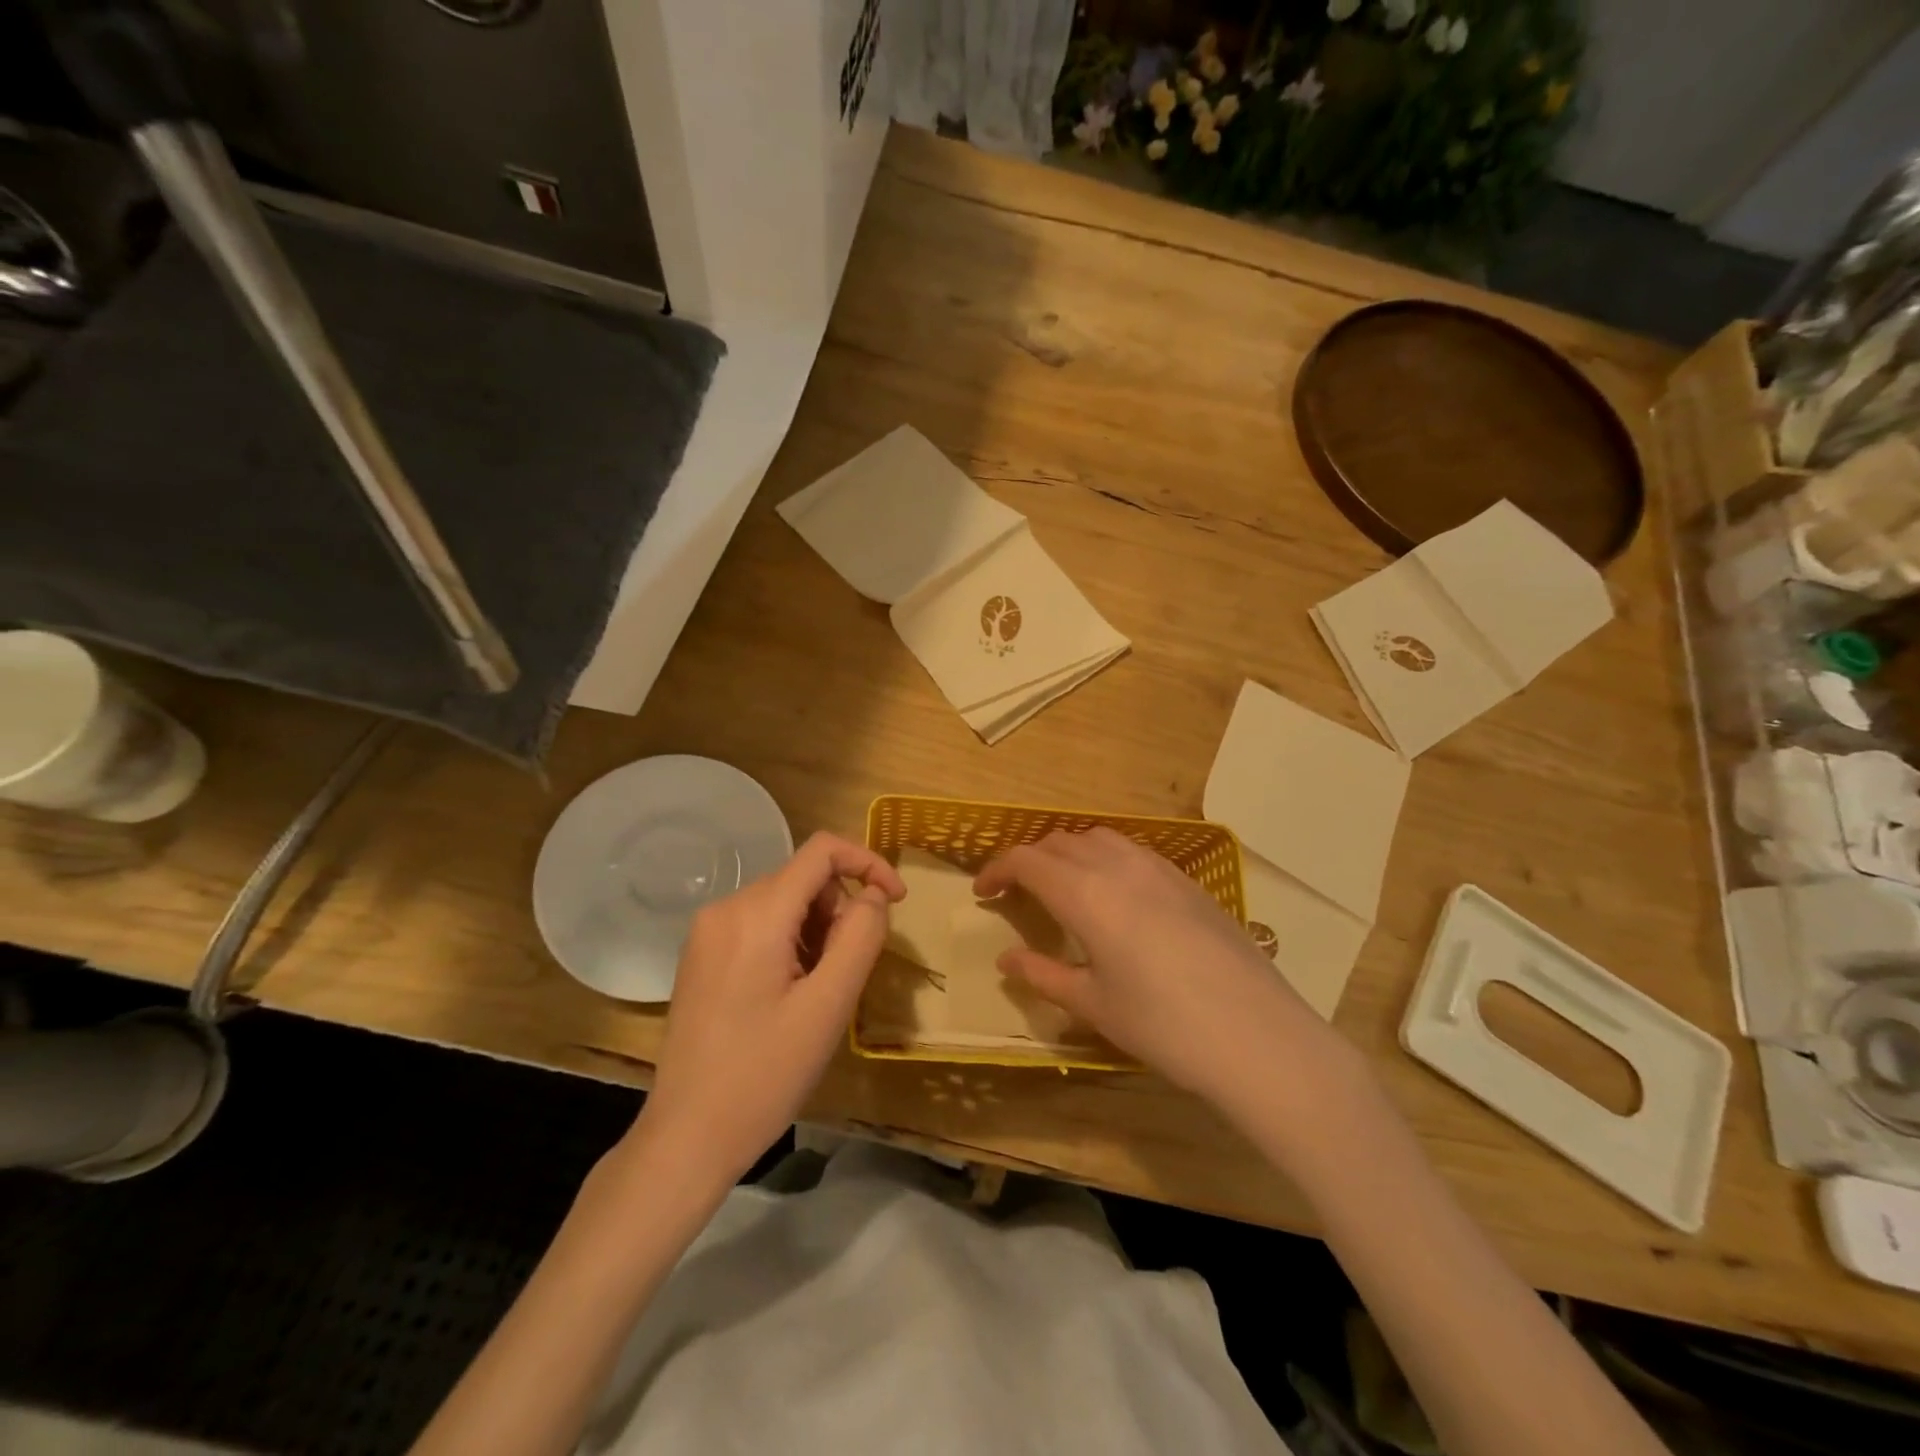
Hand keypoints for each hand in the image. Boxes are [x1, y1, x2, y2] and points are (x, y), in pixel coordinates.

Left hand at [634, 832, 905, 1184]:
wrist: (686, 1137)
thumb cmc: (764, 1075)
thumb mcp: (828, 1006)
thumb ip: (860, 936)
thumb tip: (873, 894)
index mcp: (756, 913)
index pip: (822, 850)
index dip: (867, 862)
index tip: (896, 901)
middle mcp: (726, 908)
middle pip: (803, 878)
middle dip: (839, 909)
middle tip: (847, 970)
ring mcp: (707, 931)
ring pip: (783, 901)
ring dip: (816, 929)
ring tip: (817, 990)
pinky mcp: (701, 954)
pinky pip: (759, 924)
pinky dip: (790, 941)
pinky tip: (789, 993)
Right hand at [973, 828, 1334, 1103]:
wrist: (1260, 1037)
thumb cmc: (1165, 1026)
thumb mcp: (1094, 1005)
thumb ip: (1043, 975)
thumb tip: (1006, 959)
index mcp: (1086, 894)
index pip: (1027, 860)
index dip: (997, 870)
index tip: (982, 892)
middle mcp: (1119, 867)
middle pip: (1060, 842)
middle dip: (1030, 860)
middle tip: (1016, 892)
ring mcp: (1160, 868)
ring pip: (1099, 839)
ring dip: (1069, 853)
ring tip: (1063, 888)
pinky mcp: (1189, 881)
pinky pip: (1133, 851)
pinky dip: (1106, 860)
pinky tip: (1115, 896)